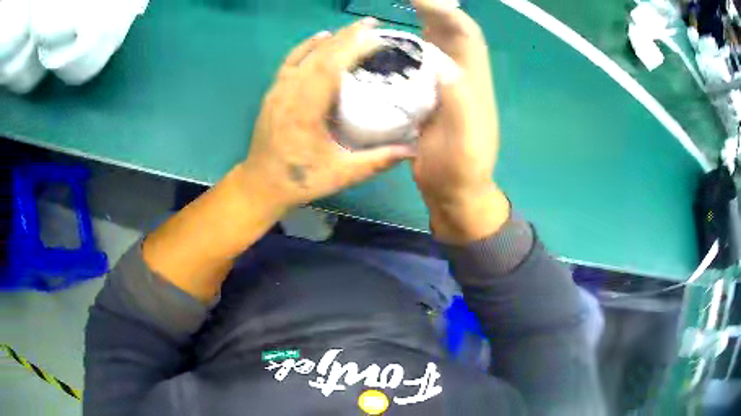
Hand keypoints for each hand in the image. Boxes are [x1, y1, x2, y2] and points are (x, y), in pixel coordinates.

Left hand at [239, 19, 414, 210]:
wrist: (261, 184)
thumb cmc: (300, 179)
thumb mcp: (342, 174)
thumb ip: (378, 161)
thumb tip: (413, 150)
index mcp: (306, 109)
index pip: (331, 66)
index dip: (355, 48)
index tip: (378, 37)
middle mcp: (291, 92)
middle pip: (321, 54)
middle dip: (348, 36)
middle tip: (373, 24)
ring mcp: (279, 90)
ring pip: (306, 54)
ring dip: (332, 38)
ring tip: (354, 28)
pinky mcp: (274, 91)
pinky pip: (291, 61)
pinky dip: (306, 46)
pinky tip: (321, 36)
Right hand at [411, 0, 508, 243]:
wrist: (453, 191)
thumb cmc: (460, 170)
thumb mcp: (465, 142)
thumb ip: (461, 104)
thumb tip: (444, 63)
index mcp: (473, 83)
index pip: (466, 35)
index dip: (447, 12)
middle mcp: (461, 77)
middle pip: (452, 33)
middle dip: (433, 9)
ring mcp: (444, 86)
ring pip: (436, 45)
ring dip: (421, 23)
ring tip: (398, 10)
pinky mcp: (429, 95)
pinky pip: (420, 63)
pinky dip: (407, 48)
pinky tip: (388, 45)